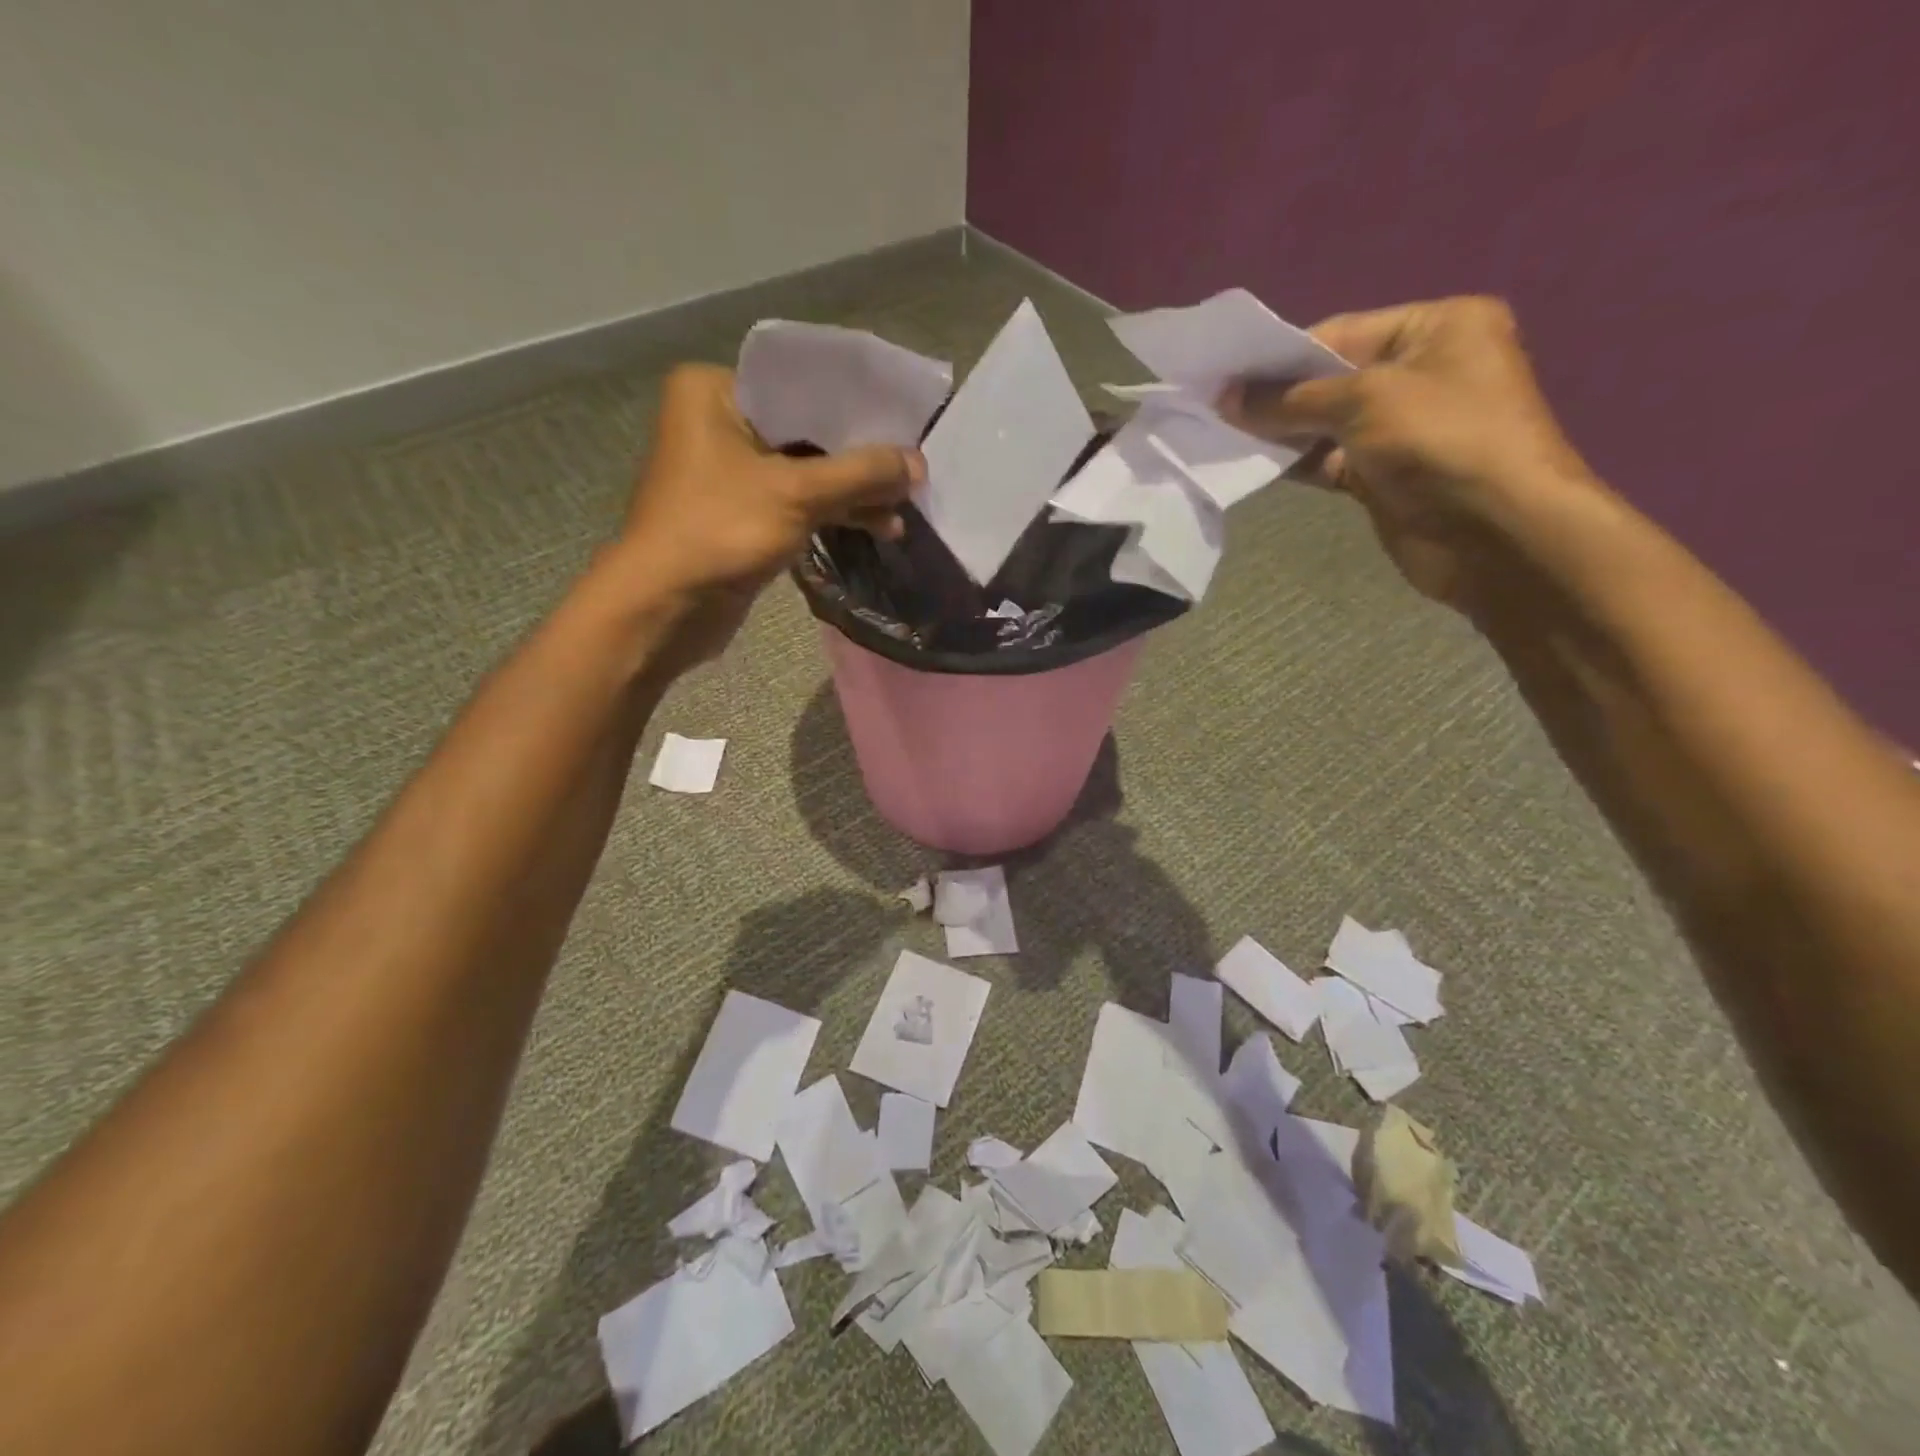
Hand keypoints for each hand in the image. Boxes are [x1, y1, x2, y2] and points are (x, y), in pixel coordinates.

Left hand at [615, 363, 922, 666]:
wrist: (665, 608)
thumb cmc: (719, 531)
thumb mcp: (796, 493)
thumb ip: (860, 474)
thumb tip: (918, 463)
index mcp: (714, 391)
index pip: (800, 382)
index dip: (856, 403)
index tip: (904, 419)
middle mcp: (719, 422)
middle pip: (807, 428)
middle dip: (860, 454)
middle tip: (912, 467)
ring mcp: (730, 472)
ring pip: (806, 470)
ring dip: (853, 490)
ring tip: (904, 507)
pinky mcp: (742, 513)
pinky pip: (798, 501)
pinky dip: (834, 512)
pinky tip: (878, 526)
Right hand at [1219, 297, 1597, 609]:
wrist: (1495, 534)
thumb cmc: (1440, 442)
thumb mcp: (1363, 401)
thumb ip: (1291, 398)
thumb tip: (1227, 398)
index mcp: (1437, 328)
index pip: (1341, 332)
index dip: (1280, 356)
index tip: (1225, 377)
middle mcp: (1422, 371)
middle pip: (1331, 377)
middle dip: (1277, 395)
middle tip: (1217, 409)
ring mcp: (1404, 427)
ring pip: (1327, 423)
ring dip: (1282, 432)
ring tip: (1226, 437)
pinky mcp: (1386, 475)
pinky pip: (1330, 460)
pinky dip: (1297, 462)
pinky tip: (1256, 465)